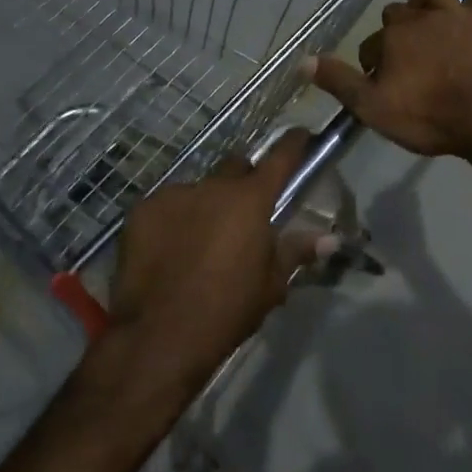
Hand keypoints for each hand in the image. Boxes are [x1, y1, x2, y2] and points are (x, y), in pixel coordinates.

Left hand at [106, 130, 331, 390]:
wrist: (159, 336)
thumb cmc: (227, 311)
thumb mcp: (271, 285)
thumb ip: (296, 252)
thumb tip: (331, 239)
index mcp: (251, 200)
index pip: (280, 158)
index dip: (294, 144)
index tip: (300, 135)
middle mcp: (213, 186)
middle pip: (235, 168)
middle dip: (243, 182)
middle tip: (243, 213)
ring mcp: (173, 194)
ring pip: (197, 190)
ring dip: (204, 206)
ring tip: (198, 241)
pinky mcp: (141, 210)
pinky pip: (165, 206)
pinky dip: (172, 220)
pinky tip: (168, 250)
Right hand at [309, 0, 471, 158]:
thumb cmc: (427, 117)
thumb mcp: (372, 108)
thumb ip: (338, 82)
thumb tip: (302, 61)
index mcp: (392, 37)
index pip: (370, 43)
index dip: (373, 64)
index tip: (382, 84)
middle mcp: (420, 16)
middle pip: (397, 12)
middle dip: (396, 31)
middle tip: (406, 62)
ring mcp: (456, 14)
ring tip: (431, 19)